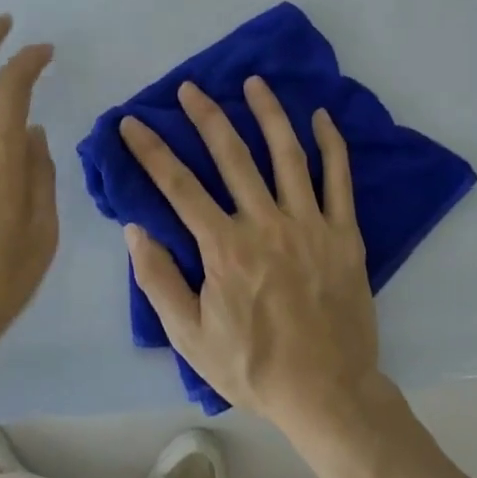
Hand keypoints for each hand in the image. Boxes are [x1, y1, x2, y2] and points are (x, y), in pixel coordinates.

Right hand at [121, 78, 382, 432]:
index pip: (179, 186)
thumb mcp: (190, 338)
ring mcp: (309, 225)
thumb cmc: (253, 366)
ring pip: (287, 155)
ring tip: (253, 83)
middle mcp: (265, 224)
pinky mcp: (344, 234)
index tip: (132, 122)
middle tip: (190, 88)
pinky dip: (331, 145)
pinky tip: (321, 117)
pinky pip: (339, 180)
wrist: (328, 394)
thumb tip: (136, 230)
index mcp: (225, 248)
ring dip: (268, 114)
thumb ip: (158, 282)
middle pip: (232, 156)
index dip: (151, 151)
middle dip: (206, 117)